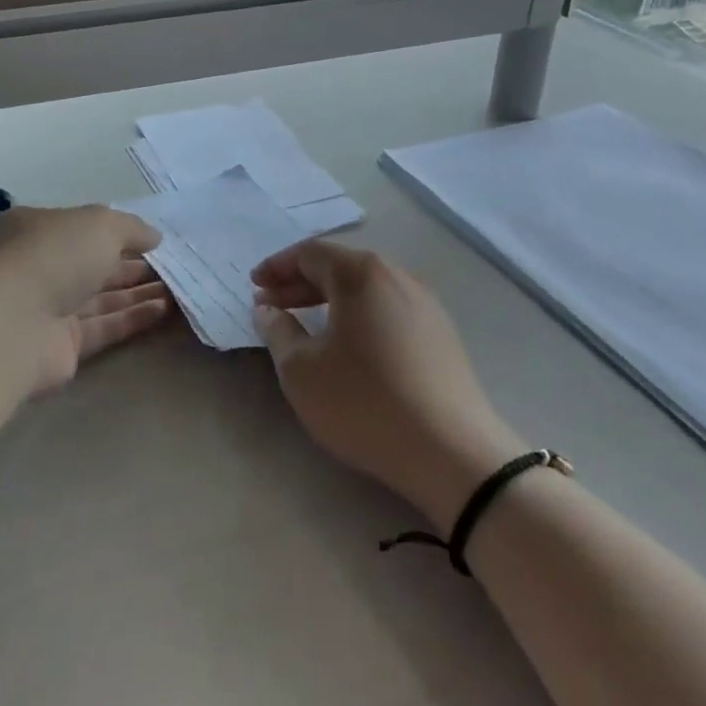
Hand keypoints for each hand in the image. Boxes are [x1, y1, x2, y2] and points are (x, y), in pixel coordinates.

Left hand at [0, 204, 168, 392]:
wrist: (13, 324)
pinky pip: (103, 327)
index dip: (118, 232)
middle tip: (174, 265)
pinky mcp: (62, 346)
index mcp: (35, 229)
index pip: (81, 227)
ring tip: (179, 287)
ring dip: (138, 292)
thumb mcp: (100, 223)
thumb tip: (155, 238)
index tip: (154, 239)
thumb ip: (132, 228)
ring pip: (101, 297)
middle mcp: (39, 267)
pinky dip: (133, 318)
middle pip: (93, 264)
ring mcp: (48, 308)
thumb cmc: (53, 255)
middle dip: (133, 264)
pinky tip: (165, 310)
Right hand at [252, 241, 519, 527]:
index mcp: (361, 274)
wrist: (451, 452)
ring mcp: (425, 304)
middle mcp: (397, 276)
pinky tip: (348, 344)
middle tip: (270, 305)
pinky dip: (358, 316)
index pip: (310, 253)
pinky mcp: (441, 334)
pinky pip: (388, 309)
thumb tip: (267, 309)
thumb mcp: (301, 370)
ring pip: (366, 289)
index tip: (253, 286)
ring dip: (329, 300)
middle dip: (300, 283)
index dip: (277, 267)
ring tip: (305, 324)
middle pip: (340, 267)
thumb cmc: (364, 402)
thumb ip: (278, 331)